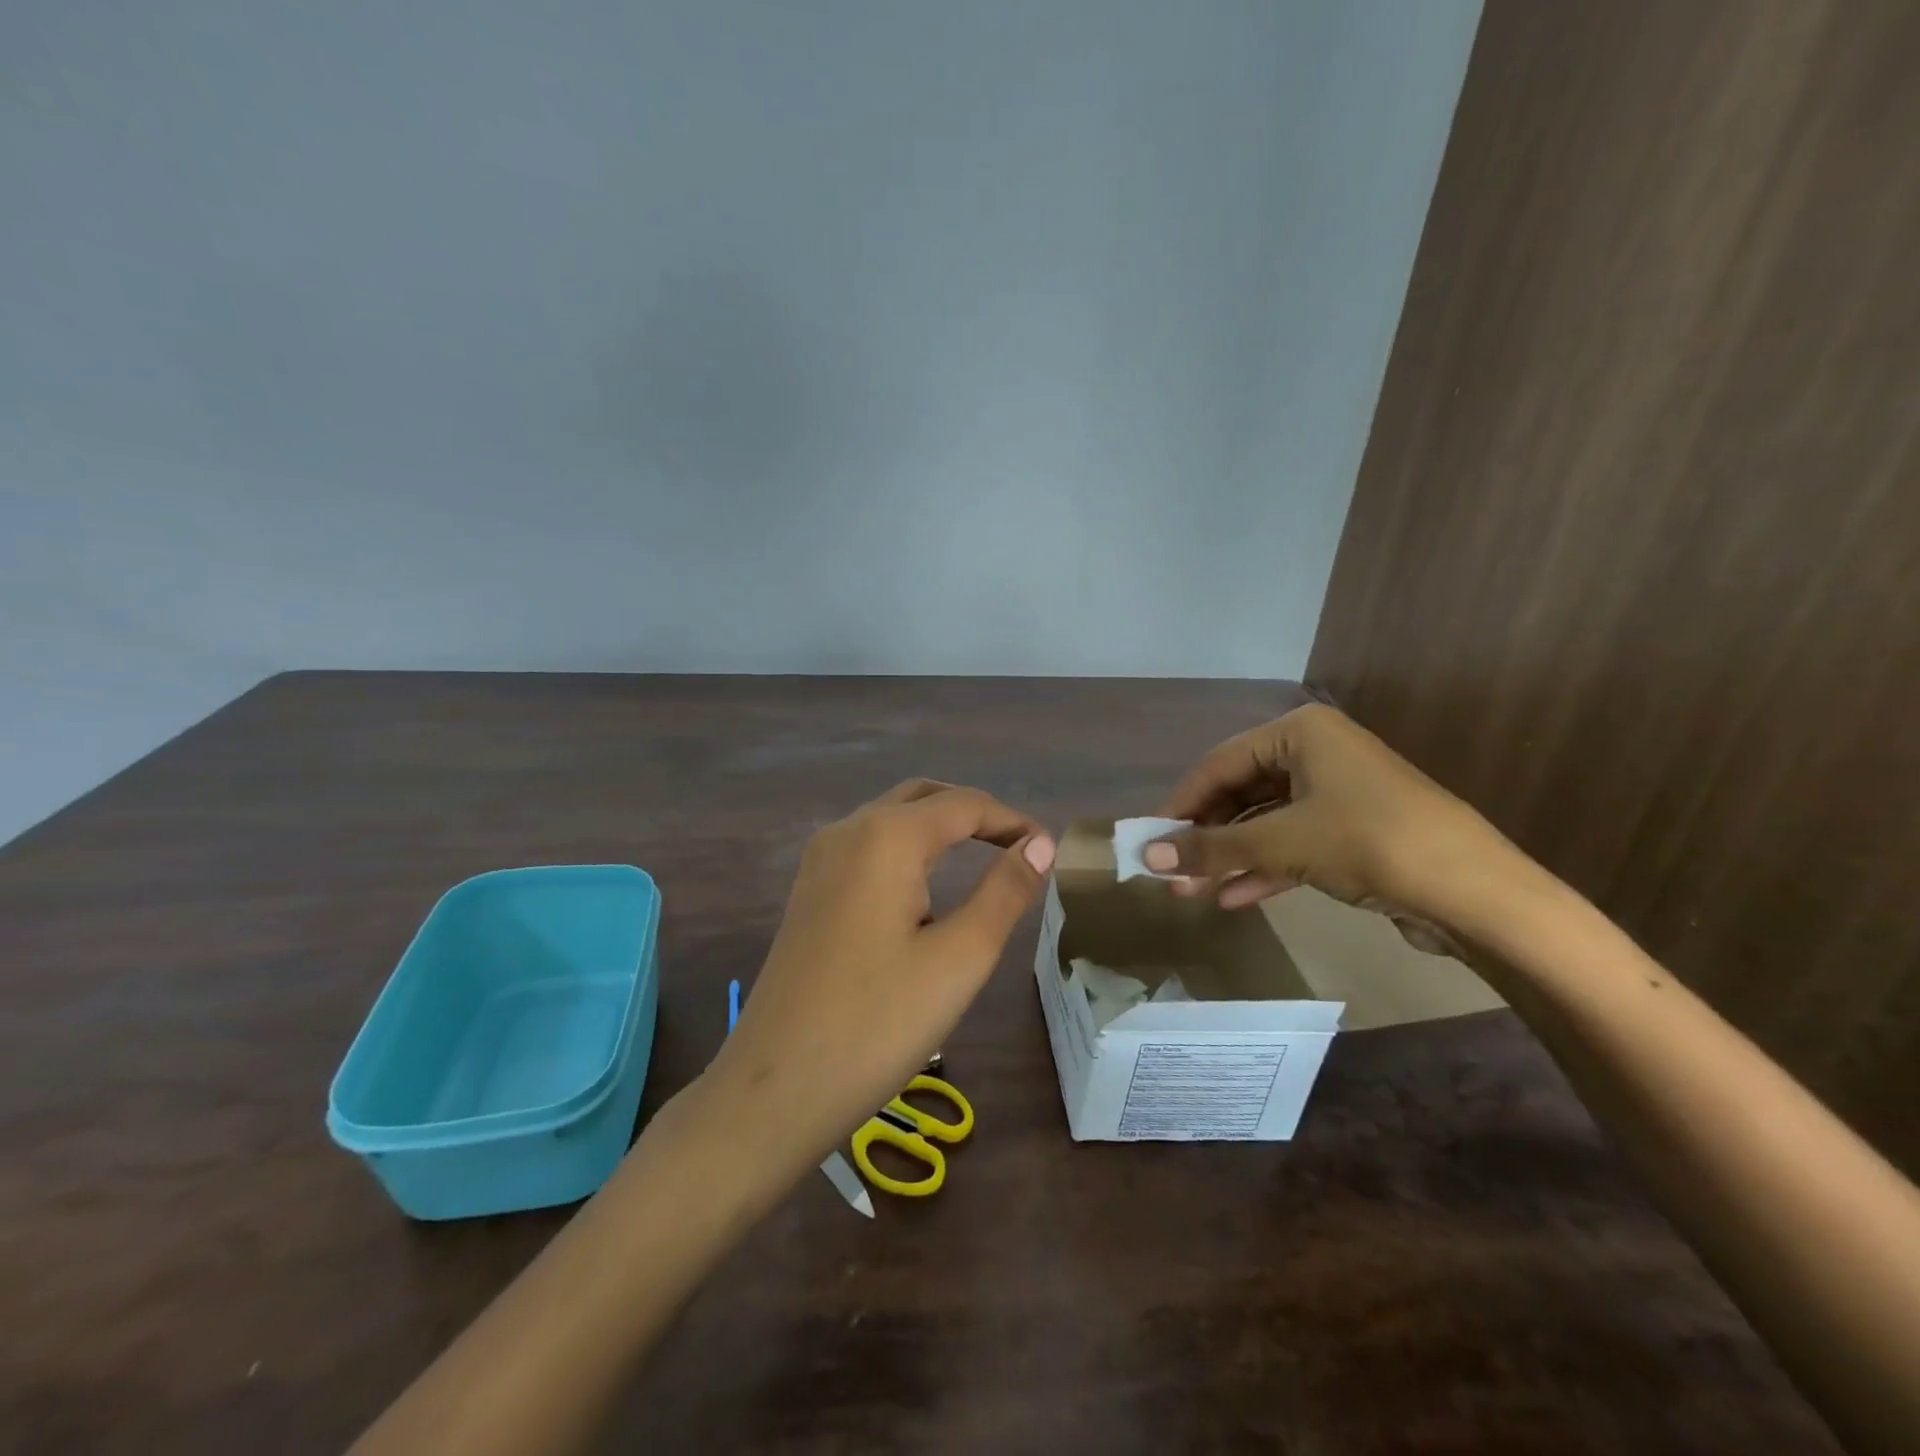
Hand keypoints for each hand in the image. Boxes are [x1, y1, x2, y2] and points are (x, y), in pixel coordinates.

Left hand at [703, 780, 1054, 1187]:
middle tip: (1018, 846)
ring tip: (983, 857)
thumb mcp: (960, 958)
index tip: (1049, 849)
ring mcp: (820, 860)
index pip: (964, 804)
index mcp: (887, 837)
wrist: (774, 1088)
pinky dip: (907, 846)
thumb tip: (1039, 844)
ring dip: (939, 825)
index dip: (1012, 820)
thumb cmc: (877, 1023)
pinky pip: (867, 845)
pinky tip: (924, 884)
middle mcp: (848, 831)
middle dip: (974, 812)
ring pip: (891, 817)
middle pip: (923, 797)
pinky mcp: (808, 891)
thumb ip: (1005, 891)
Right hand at [1146, 704, 1516, 935]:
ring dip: (1229, 856)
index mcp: (1300, 733)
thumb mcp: (1281, 842)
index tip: (1149, 838)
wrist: (1475, 893)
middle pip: (1240, 792)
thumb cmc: (1369, 842)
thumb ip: (1211, 847)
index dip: (1181, 803)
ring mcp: (1337, 793)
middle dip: (1206, 836)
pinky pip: (1292, 843)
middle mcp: (1317, 753)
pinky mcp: (1352, 832)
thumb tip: (1146, 855)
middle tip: (1170, 871)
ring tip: (1191, 891)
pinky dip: (1263, 868)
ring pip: (1265, 821)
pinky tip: (1232, 898)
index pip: (1218, 763)